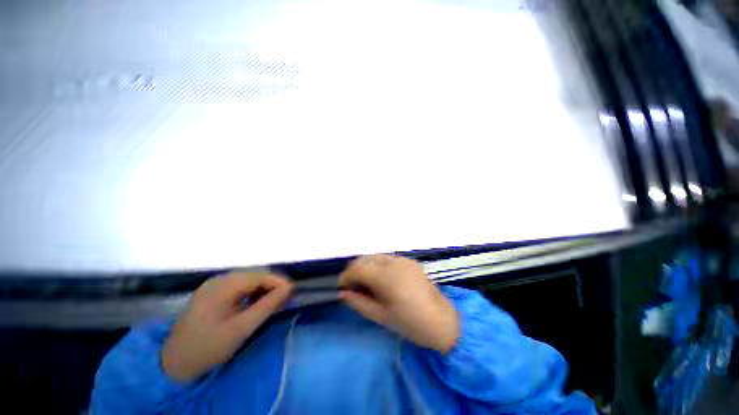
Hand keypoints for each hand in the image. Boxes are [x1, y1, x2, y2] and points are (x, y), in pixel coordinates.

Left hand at [162, 272, 292, 381]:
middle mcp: (218, 280)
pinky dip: (252, 293)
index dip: (279, 282)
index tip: (292, 293)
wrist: (173, 364)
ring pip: (248, 280)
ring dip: (263, 289)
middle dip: (272, 285)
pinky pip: (239, 287)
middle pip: (254, 275)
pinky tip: (255, 304)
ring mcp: (214, 286)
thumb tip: (289, 288)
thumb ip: (267, 306)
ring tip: (273, 303)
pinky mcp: (212, 294)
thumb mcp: (241, 328)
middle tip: (284, 299)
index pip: (259, 275)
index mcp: (222, 286)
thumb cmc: (208, 347)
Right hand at [339, 255, 459, 353]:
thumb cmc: (410, 323)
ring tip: (366, 283)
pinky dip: (379, 265)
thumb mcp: (381, 316)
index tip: (342, 287)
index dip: (346, 276)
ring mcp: (403, 259)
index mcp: (386, 276)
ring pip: (376, 256)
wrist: (442, 321)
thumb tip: (343, 293)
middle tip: (353, 286)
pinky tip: (381, 279)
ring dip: (367, 266)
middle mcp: (394, 262)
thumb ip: (359, 302)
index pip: (358, 268)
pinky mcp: (410, 261)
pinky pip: (388, 259)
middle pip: (366, 258)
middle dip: (355, 270)